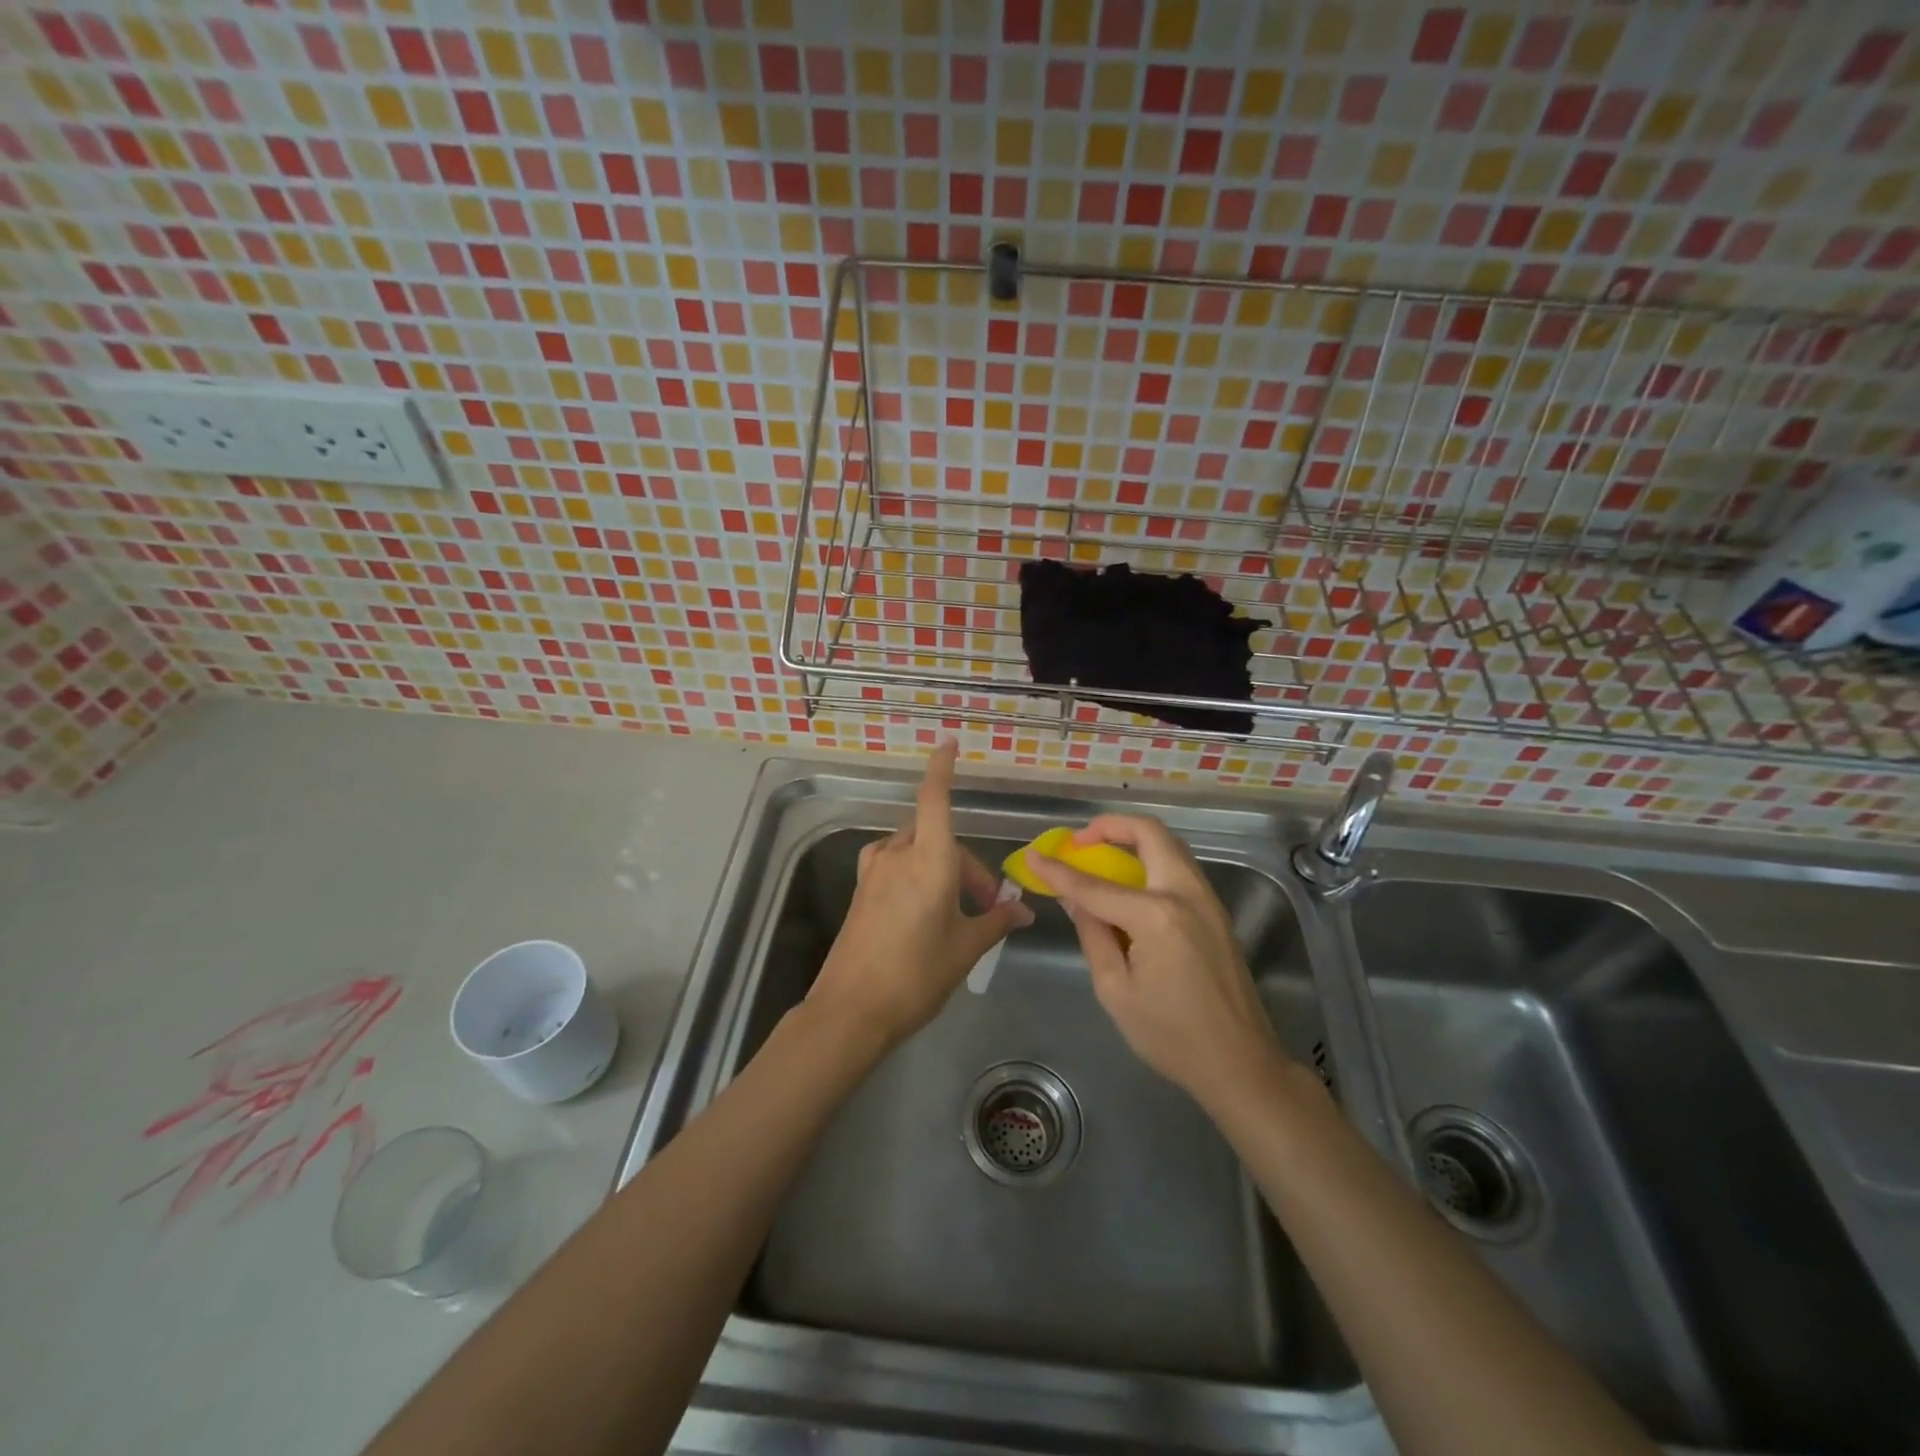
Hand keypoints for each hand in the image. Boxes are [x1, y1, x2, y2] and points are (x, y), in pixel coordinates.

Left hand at [809, 742, 1033, 1051]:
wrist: (851, 1010)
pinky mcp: (860, 891)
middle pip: (936, 833)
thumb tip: (1025, 912)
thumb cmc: (917, 975)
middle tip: (986, 904)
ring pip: (914, 848)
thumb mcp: (965, 948)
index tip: (948, 744)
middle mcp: (899, 855)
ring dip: (938, 865)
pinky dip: (913, 871)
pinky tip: (921, 904)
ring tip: (955, 907)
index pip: (935, 798)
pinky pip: (893, 864)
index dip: (942, 768)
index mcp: (929, 860)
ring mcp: (874, 872)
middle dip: (965, 862)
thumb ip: (996, 922)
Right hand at [1026, 815, 1288, 1108]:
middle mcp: (1186, 894)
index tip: (1033, 856)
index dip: (1059, 871)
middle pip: (1149, 833)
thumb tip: (1074, 900)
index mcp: (1156, 916)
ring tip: (1102, 855)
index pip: (1095, 885)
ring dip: (1134, 839)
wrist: (1241, 1064)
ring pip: (1170, 845)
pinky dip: (1152, 860)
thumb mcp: (1116, 991)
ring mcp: (1207, 900)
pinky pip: (1180, 868)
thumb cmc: (1171, 1036)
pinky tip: (1131, 883)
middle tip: (1080, 841)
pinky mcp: (1217, 912)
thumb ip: (1093, 935)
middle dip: (1110, 826)